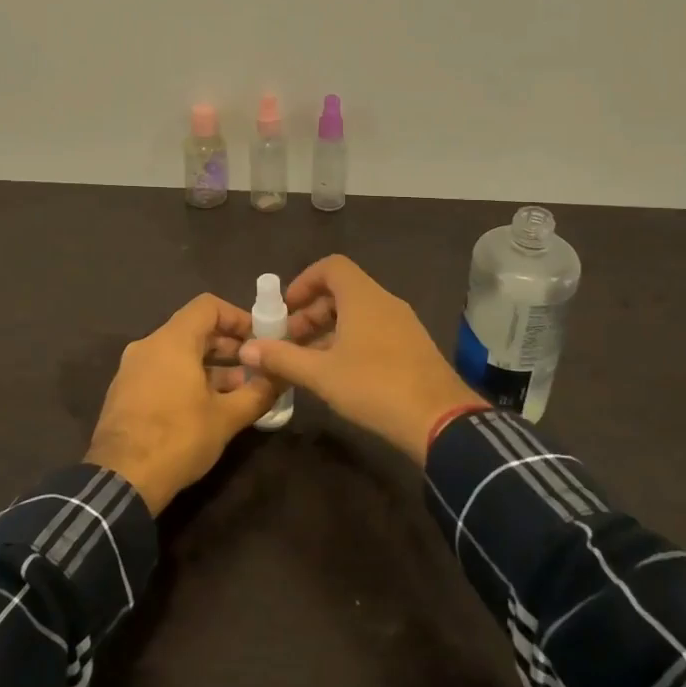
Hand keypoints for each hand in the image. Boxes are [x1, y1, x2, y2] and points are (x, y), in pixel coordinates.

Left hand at [86, 294, 278, 513]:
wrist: (121, 480)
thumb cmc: (178, 438)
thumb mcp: (227, 418)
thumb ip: (258, 392)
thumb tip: (281, 378)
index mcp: (172, 341)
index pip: (208, 306)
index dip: (237, 317)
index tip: (259, 339)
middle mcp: (148, 346)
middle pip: (193, 330)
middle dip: (228, 346)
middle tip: (255, 367)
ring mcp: (132, 369)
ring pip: (178, 353)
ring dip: (210, 366)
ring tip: (238, 392)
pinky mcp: (125, 392)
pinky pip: (162, 371)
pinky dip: (187, 378)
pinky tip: (207, 407)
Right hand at [237, 255, 481, 463]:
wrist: (440, 420)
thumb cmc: (374, 386)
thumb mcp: (321, 374)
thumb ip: (282, 358)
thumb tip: (246, 349)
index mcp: (363, 297)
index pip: (332, 267)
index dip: (304, 281)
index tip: (286, 308)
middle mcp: (385, 302)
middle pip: (342, 291)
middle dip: (311, 312)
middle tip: (290, 340)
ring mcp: (403, 324)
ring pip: (358, 314)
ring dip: (329, 330)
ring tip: (308, 361)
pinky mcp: (413, 347)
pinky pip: (374, 330)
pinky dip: (351, 341)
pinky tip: (338, 373)